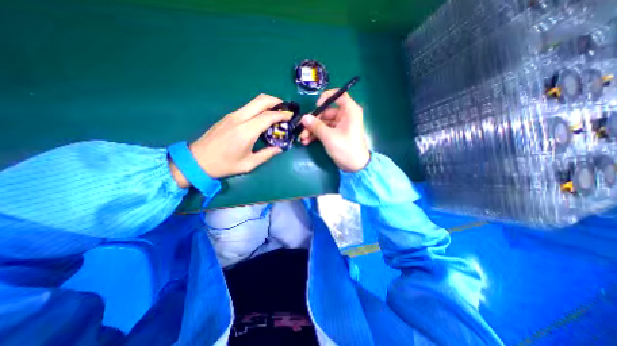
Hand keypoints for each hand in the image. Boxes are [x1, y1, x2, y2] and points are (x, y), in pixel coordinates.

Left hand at [169, 93, 291, 187]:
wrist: (196, 161)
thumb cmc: (224, 165)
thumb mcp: (248, 164)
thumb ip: (266, 155)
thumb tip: (279, 149)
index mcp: (246, 131)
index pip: (268, 116)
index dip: (282, 115)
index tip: (291, 116)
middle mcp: (239, 118)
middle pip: (261, 100)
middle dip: (276, 101)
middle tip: (286, 109)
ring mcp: (232, 116)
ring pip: (253, 102)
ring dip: (268, 104)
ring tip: (277, 113)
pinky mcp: (228, 117)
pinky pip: (247, 108)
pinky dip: (259, 109)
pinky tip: (263, 118)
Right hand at [301, 88, 367, 171]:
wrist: (355, 167)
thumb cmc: (346, 149)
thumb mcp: (329, 137)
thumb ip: (316, 126)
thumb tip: (304, 117)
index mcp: (349, 111)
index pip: (339, 95)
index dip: (327, 97)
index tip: (316, 106)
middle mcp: (345, 116)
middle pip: (326, 112)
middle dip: (313, 121)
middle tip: (302, 129)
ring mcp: (340, 125)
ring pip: (323, 122)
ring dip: (312, 130)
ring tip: (302, 138)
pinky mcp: (336, 134)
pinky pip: (324, 130)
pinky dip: (316, 135)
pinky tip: (307, 141)